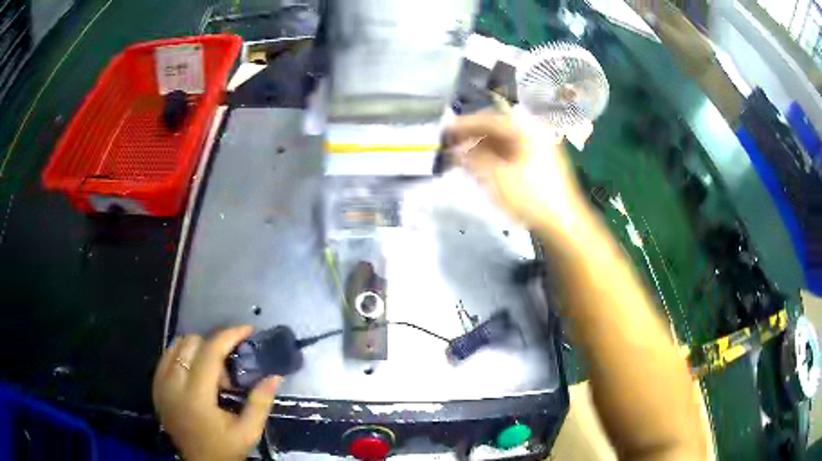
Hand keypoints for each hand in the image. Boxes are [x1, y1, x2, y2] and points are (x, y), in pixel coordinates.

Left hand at [153, 326, 280, 460]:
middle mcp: (172, 385)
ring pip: (177, 345)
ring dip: (198, 350)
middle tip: (229, 369)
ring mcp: (160, 384)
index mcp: (195, 397)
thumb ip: (261, 403)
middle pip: (191, 343)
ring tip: (211, 374)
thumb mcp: (249, 432)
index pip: (209, 353)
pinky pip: (167, 355)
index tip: (247, 330)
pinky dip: (183, 355)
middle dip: (215, 347)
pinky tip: (195, 372)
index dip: (229, 336)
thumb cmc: (225, 449)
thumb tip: (274, 375)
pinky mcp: (156, 386)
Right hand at [445, 111, 592, 244]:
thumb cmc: (530, 198)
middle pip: (498, 127)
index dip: (464, 124)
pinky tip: (484, 167)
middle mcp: (534, 132)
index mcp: (525, 129)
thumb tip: (457, 148)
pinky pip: (513, 152)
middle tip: (452, 145)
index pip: (489, 119)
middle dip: (473, 135)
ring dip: (483, 147)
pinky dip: (496, 156)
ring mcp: (540, 147)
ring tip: (464, 158)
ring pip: (505, 141)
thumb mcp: (496, 178)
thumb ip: (473, 158)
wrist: (563, 223)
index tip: (444, 131)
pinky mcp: (541, 163)